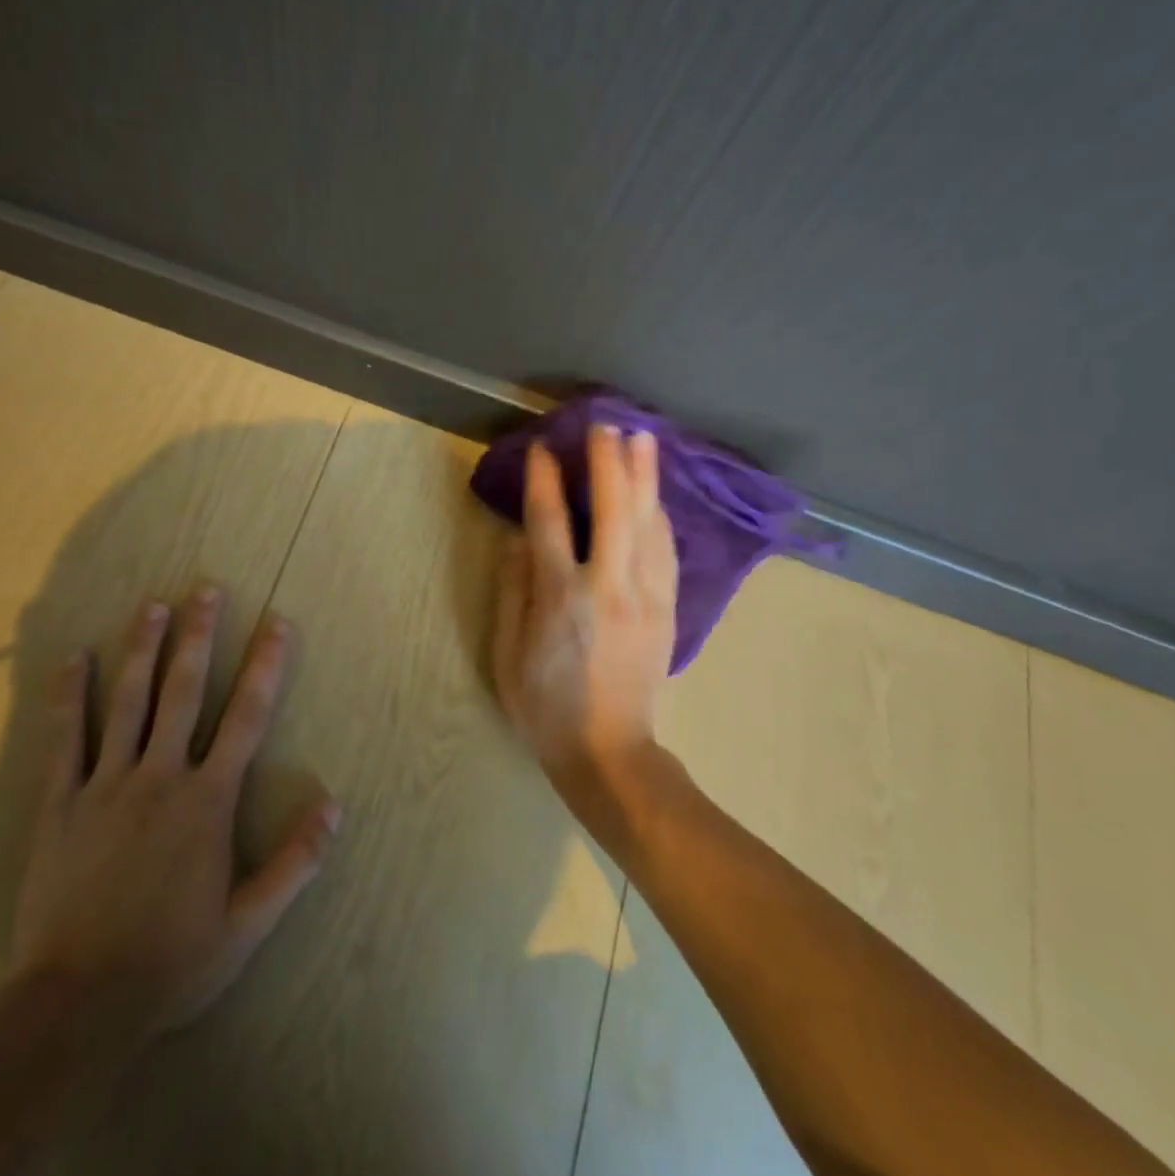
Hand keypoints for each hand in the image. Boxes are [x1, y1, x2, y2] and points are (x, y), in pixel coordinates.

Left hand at [9, 587, 340, 1042]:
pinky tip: (74, 658)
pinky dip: (69, 696)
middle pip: (183, 692)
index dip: (265, 665)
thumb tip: (335, 805)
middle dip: (198, 636)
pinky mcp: (61, 804)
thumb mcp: (249, 923)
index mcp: (207, 800)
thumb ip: (295, 862)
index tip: (277, 622)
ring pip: (128, 702)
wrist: (76, 1005)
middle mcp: (160, 776)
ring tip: (153, 605)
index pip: (246, 717)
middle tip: (206, 589)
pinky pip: (65, 739)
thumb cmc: (171, 961)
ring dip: (142, 649)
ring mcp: (106, 785)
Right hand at [492, 425, 677, 780]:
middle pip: (611, 508)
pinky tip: (657, 496)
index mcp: (559, 596)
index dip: (545, 479)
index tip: (544, 448)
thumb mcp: (507, 654)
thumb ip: (513, 591)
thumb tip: (519, 540)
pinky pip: (666, 550)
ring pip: (648, 522)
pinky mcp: (667, 609)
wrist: (609, 752)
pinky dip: (660, 516)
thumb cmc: (545, 706)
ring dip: (644, 477)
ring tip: (642, 438)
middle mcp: (606, 585)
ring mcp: (644, 595)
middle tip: (604, 424)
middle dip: (607, 461)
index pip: (550, 520)